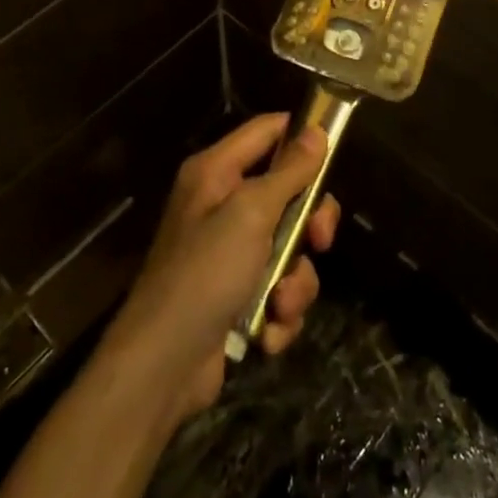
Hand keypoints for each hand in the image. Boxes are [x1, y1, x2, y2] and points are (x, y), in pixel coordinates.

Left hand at [101, 114, 339, 426]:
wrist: (161, 367)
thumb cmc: (205, 273)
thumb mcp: (251, 213)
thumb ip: (289, 172)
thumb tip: (316, 131)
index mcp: (217, 172)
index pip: (268, 130)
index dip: (302, 135)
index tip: (336, 151)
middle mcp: (223, 205)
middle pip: (288, 192)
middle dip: (309, 223)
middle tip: (319, 240)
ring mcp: (230, 254)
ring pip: (289, 249)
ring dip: (295, 282)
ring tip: (280, 304)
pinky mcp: (237, 297)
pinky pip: (278, 290)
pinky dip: (279, 313)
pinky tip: (267, 332)